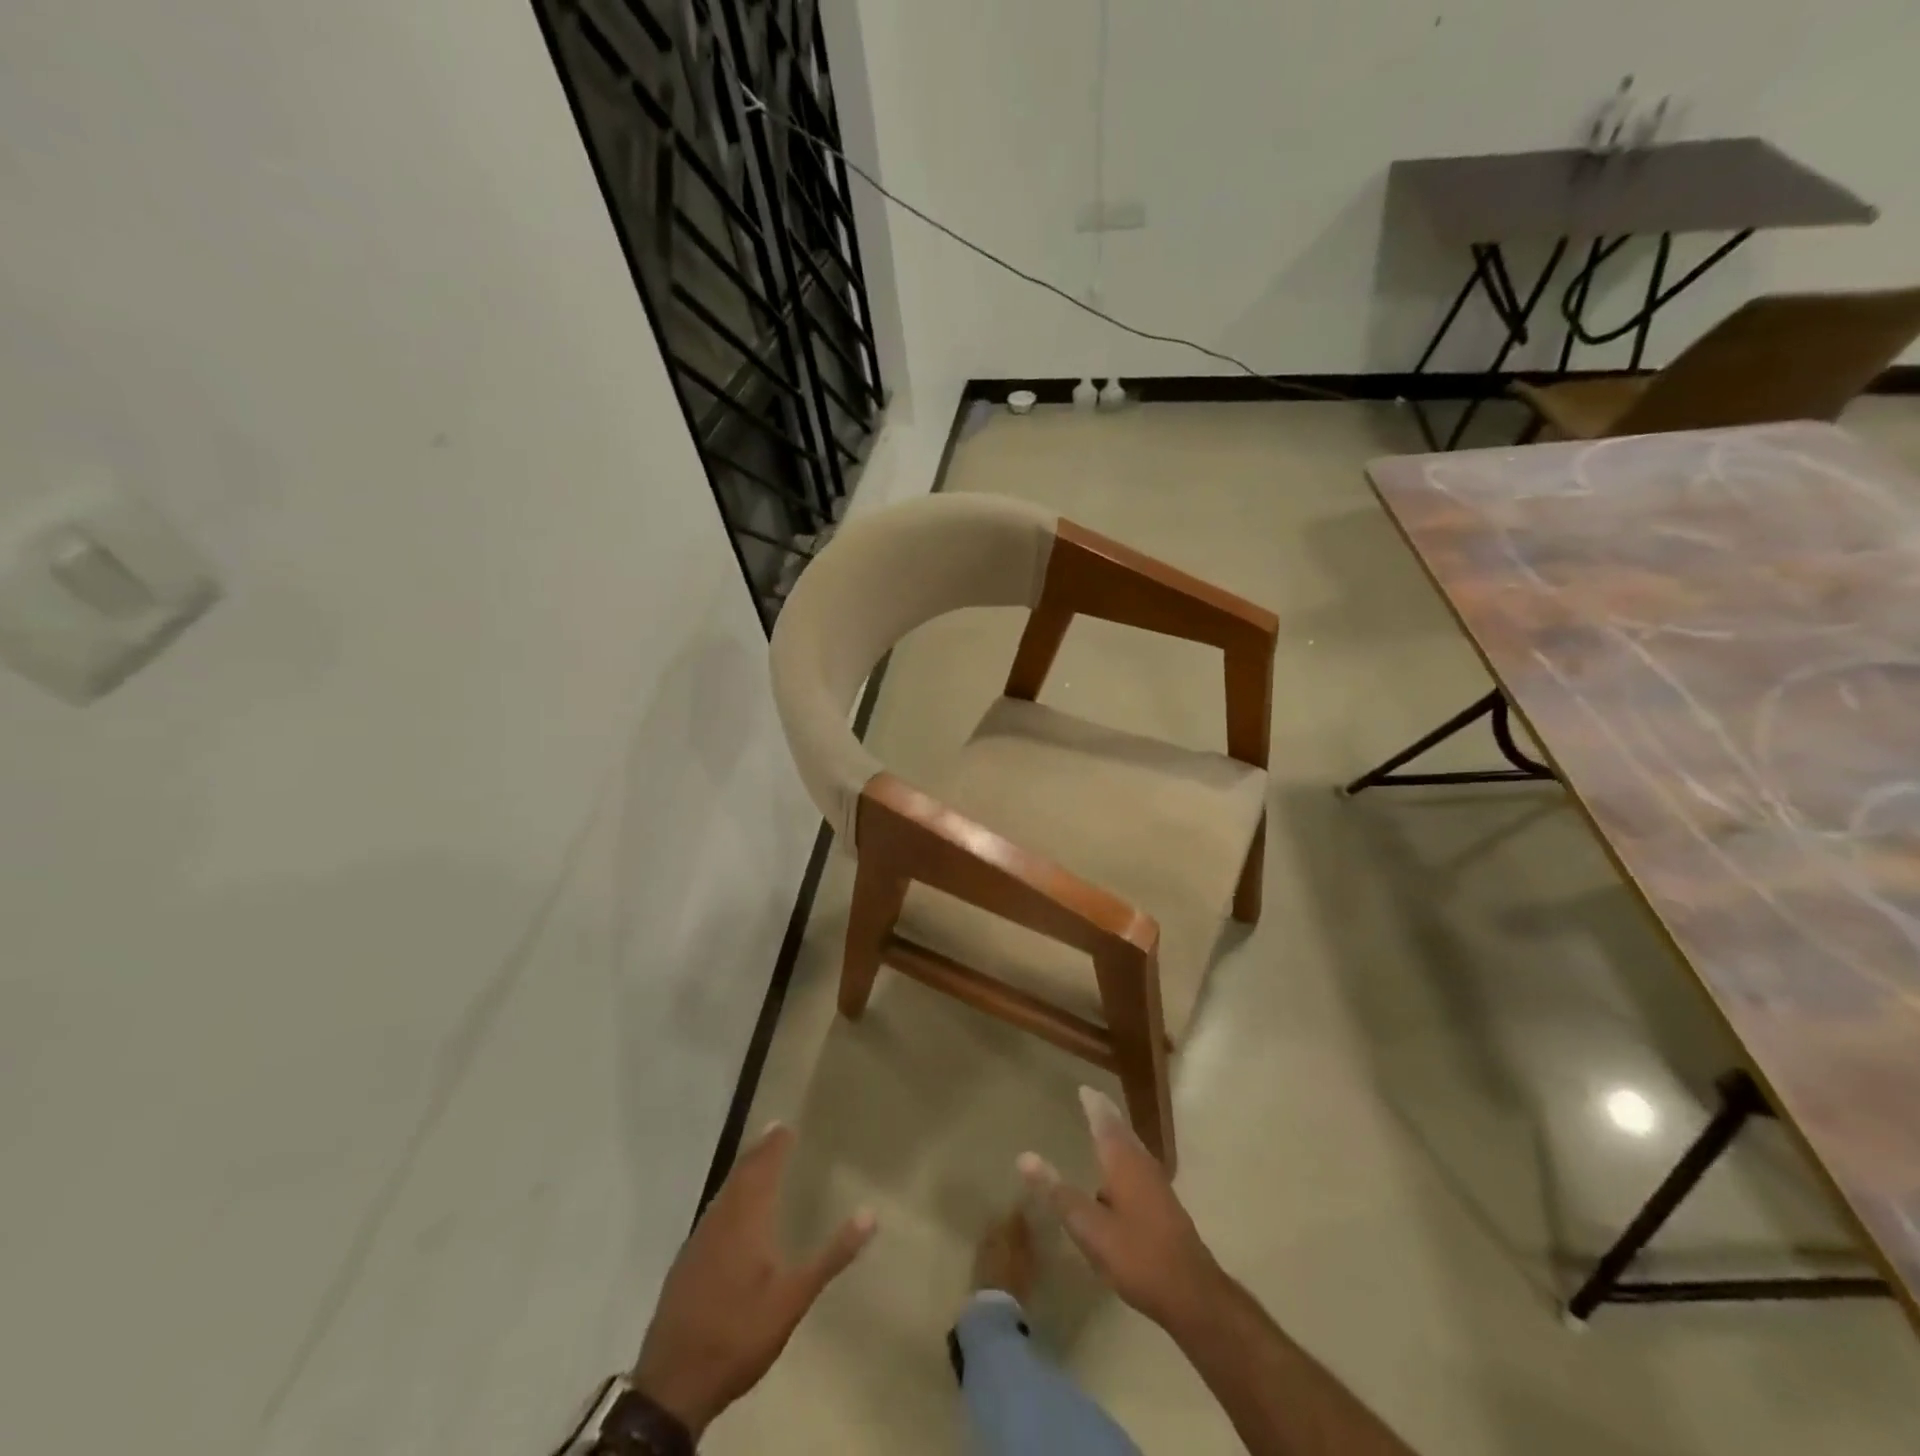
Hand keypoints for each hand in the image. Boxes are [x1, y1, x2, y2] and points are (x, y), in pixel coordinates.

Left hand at [633, 1123, 875, 1437]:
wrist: (673, 1383)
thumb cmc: (740, 1332)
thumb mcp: (794, 1298)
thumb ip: (831, 1256)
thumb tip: (870, 1214)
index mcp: (747, 1220)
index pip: (763, 1169)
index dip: (775, 1146)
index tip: (786, 1124)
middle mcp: (720, 1221)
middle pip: (740, 1176)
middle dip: (758, 1152)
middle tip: (774, 1131)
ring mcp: (698, 1242)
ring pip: (723, 1194)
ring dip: (742, 1173)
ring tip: (757, 1162)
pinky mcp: (686, 1263)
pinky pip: (713, 1213)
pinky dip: (728, 1198)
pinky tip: (732, 1212)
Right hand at [1018, 1086, 1224, 1332]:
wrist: (1193, 1295)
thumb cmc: (1137, 1256)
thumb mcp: (1089, 1228)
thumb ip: (1058, 1193)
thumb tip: (1024, 1156)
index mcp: (1124, 1161)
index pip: (1105, 1121)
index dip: (1093, 1104)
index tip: (1084, 1088)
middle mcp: (1142, 1164)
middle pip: (1122, 1131)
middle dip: (1106, 1116)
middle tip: (1091, 1103)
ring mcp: (1158, 1185)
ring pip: (1133, 1150)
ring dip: (1117, 1137)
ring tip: (1102, 1132)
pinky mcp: (1164, 1206)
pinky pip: (1138, 1168)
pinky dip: (1124, 1159)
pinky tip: (1117, 1179)